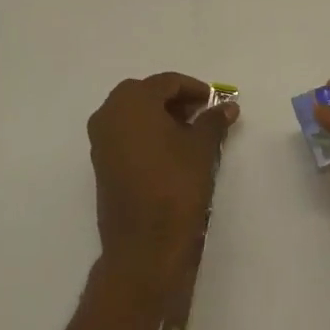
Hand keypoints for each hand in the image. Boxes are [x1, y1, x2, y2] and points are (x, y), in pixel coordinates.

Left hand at [88, 73, 235, 292]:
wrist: (144, 246)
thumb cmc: (175, 187)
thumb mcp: (202, 148)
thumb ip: (214, 121)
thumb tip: (228, 106)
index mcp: (131, 102)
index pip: (166, 82)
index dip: (194, 89)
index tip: (214, 102)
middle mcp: (109, 114)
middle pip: (145, 94)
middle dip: (174, 100)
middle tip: (201, 114)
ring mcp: (101, 140)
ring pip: (133, 114)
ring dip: (160, 117)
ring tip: (190, 134)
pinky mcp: (101, 164)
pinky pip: (125, 134)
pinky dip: (147, 134)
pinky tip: (171, 152)